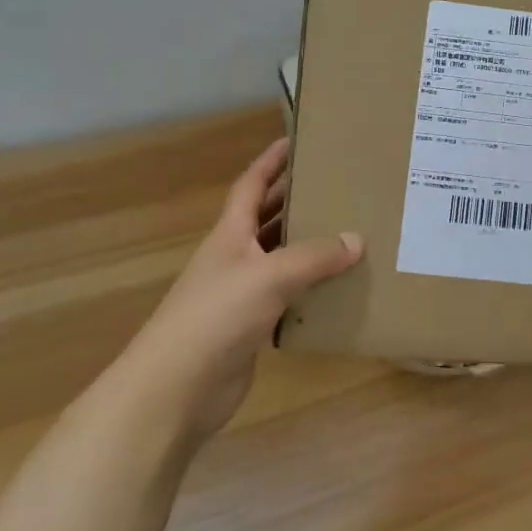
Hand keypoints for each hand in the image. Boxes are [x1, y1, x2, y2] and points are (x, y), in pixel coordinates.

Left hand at [137, 138, 362, 441]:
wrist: (175, 390)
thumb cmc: (216, 317)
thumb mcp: (269, 276)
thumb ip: (314, 257)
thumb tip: (356, 240)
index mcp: (230, 235)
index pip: (251, 185)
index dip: (271, 161)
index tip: (297, 140)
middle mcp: (234, 258)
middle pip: (266, 219)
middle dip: (295, 199)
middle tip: (337, 185)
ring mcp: (241, 294)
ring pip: (280, 259)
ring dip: (307, 246)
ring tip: (348, 231)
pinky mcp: (251, 327)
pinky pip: (287, 297)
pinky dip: (310, 289)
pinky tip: (338, 287)